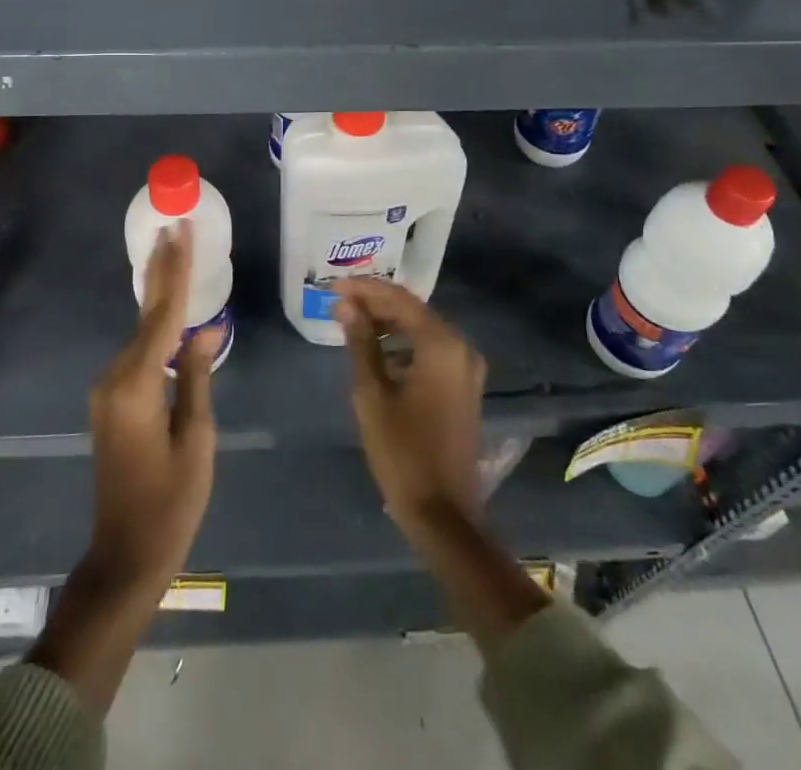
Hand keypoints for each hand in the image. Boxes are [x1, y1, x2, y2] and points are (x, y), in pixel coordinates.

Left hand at [85, 219, 222, 590]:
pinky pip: (139, 351)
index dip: (176, 271)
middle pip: (145, 313)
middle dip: (161, 269)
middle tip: (172, 227)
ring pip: (142, 331)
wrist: (124, 555)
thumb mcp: (197, 439)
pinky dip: (156, 325)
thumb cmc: (170, 503)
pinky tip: (169, 309)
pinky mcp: (111, 400)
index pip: (163, 314)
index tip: (180, 232)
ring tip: (176, 254)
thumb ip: (197, 377)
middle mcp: (115, 377)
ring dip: (160, 294)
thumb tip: (205, 330)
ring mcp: (108, 389)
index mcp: (138, 384)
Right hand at [334, 275, 485, 531]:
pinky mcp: (464, 387)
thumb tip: (346, 305)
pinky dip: (404, 344)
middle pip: (413, 311)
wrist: (443, 514)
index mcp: (442, 344)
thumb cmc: (403, 452)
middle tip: (338, 304)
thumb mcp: (372, 394)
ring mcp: (467, 368)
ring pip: (422, 329)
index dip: (364, 289)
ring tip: (351, 323)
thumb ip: (361, 343)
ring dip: (388, 324)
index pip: (399, 299)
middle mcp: (461, 348)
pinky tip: (377, 350)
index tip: (333, 287)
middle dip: (375, 304)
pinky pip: (431, 350)